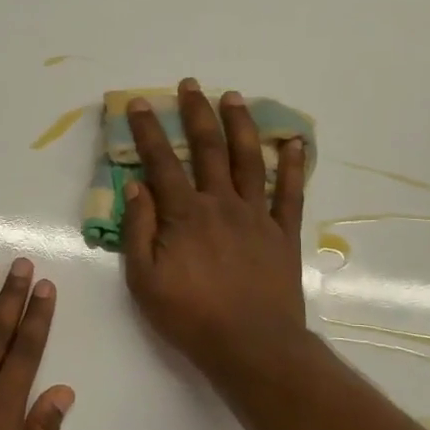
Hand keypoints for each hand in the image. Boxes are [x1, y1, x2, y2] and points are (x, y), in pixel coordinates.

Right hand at [120, 79, 308, 376]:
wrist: (251, 345)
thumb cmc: (189, 316)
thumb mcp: (144, 280)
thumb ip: (139, 230)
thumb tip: (135, 187)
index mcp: (185, 215)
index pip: (161, 163)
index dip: (148, 132)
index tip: (139, 104)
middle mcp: (221, 204)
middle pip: (208, 149)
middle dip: (197, 114)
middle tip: (191, 85)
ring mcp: (257, 216)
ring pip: (249, 160)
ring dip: (240, 126)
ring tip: (234, 97)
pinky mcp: (283, 234)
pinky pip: (291, 193)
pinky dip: (294, 165)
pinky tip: (294, 142)